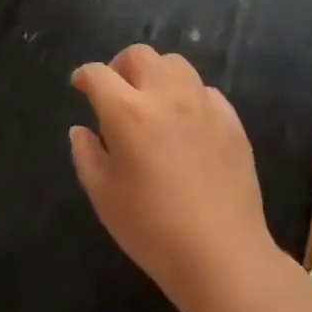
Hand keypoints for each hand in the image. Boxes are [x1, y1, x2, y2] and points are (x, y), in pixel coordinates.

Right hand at [69, 45, 278, 311]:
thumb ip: (86, 156)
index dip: (84, 76)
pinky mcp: (231, 120)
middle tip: (116, 92)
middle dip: (120, 66)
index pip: (98, 74)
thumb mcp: (104, 197)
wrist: (222, 256)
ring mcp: (203, 104)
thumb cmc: (152, 230)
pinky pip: (205, 90)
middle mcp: (165, 96)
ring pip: (175, 64)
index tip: (80, 86)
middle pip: (139, 55)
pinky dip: (188, 95)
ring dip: (156, 74)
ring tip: (152, 101)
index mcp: (127, 112)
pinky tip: (186, 122)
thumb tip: (80, 130)